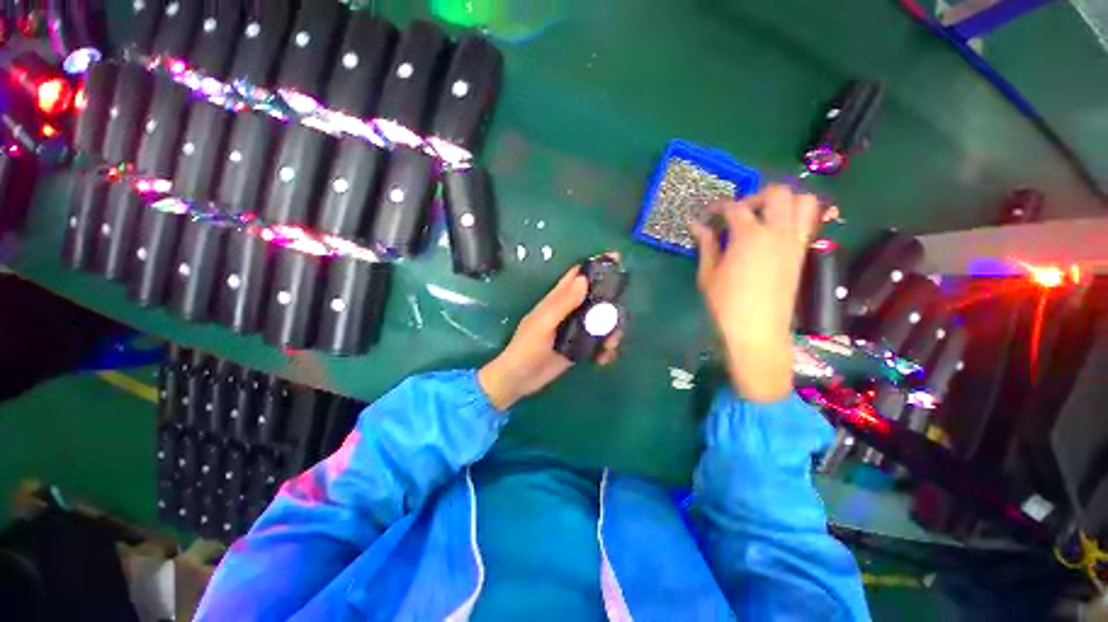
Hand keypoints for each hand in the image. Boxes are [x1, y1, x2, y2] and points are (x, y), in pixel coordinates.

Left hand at [479, 262, 622, 410]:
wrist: (520, 380)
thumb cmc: (526, 348)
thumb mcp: (543, 324)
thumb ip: (563, 303)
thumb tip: (584, 279)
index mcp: (557, 300)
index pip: (576, 276)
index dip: (594, 265)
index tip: (616, 259)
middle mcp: (570, 311)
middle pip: (597, 299)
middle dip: (611, 305)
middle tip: (619, 319)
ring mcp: (576, 330)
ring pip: (602, 322)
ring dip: (612, 332)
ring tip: (611, 346)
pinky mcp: (580, 347)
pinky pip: (599, 343)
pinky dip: (605, 349)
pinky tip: (604, 359)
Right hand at [690, 185, 820, 402]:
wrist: (758, 330)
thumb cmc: (726, 303)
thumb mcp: (708, 273)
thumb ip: (706, 244)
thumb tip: (696, 225)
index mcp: (749, 236)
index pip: (734, 207)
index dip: (718, 207)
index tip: (706, 215)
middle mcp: (778, 231)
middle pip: (776, 193)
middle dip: (754, 196)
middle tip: (738, 213)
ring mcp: (795, 241)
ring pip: (803, 200)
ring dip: (783, 201)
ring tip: (763, 216)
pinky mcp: (802, 253)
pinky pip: (809, 221)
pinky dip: (795, 215)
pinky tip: (774, 232)